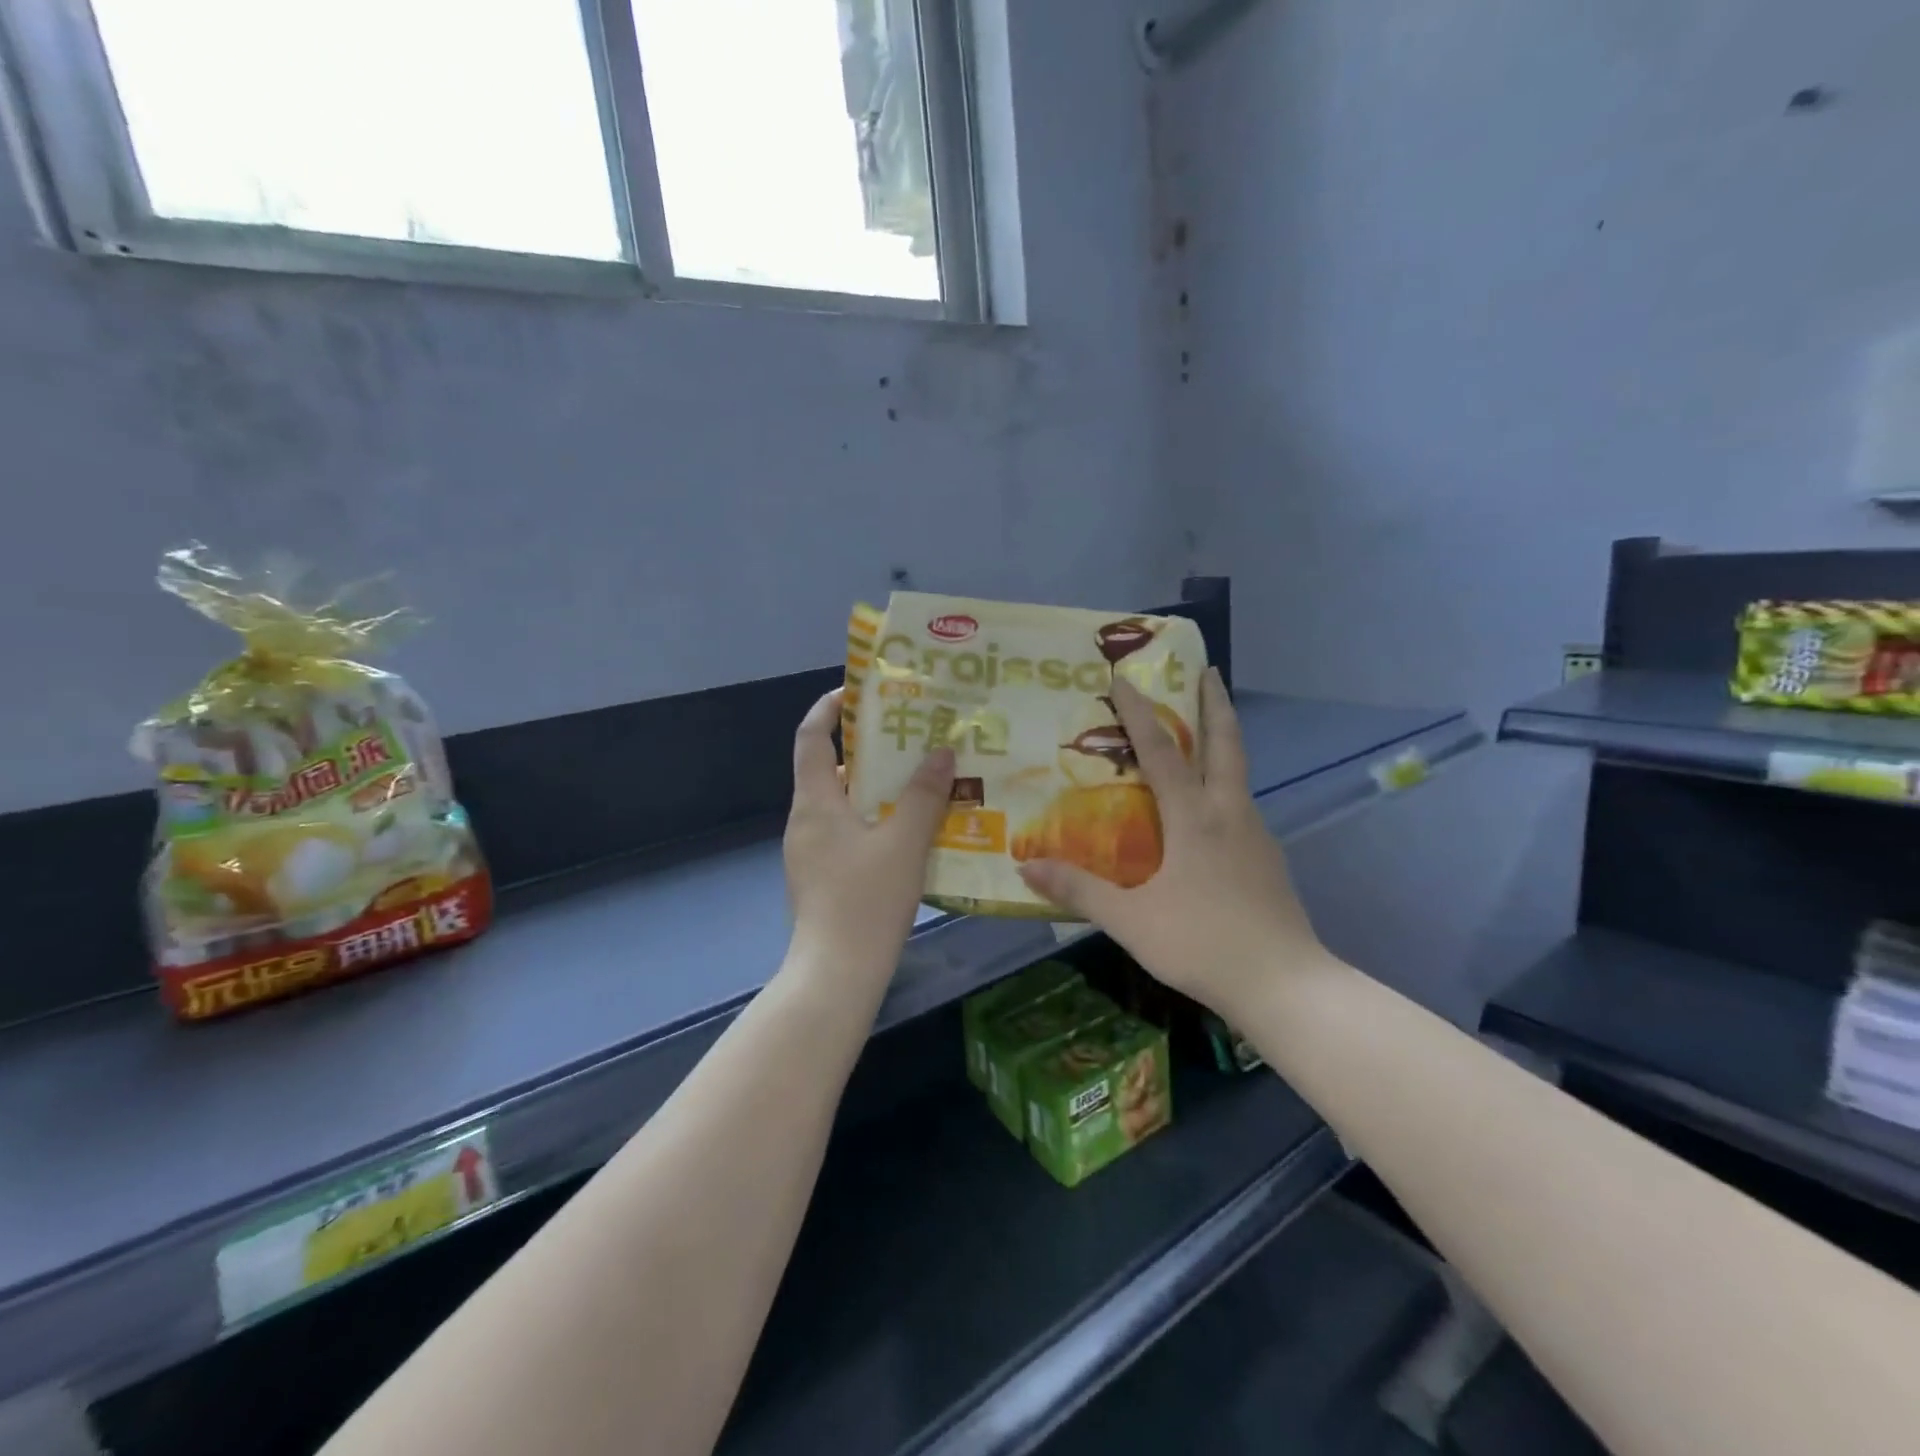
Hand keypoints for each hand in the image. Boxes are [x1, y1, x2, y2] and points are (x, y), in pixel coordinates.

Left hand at [784, 688, 955, 982]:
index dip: (829, 708)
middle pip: (830, 769)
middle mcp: (805, 821)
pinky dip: (874, 820)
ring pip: (842, 804)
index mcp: (814, 802)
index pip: (811, 737)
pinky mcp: (822, 877)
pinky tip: (911, 832)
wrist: (836, 974)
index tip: (858, 691)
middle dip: (868, 750)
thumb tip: (942, 752)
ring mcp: (810, 852)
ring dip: (876, 789)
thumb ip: (923, 795)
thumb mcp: (904, 843)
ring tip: (921, 782)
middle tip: (912, 739)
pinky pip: (847, 832)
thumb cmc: (866, 901)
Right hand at [1018, 670, 1321, 1016]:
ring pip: (1238, 773)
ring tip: (1199, 735)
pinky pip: (1240, 806)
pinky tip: (1208, 810)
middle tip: (1207, 671)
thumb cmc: (1202, 943)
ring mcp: (1255, 835)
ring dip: (1221, 742)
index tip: (1125, 678)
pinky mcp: (1268, 860)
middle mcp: (1229, 813)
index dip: (1140, 712)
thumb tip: (1026, 867)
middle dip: (1214, 703)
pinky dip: (1223, 785)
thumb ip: (1079, 891)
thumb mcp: (1130, 920)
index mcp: (1194, 818)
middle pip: (1225, 743)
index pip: (1162, 751)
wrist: (1284, 985)